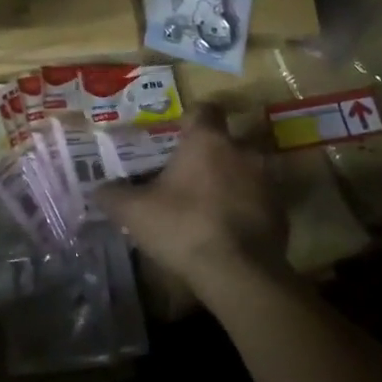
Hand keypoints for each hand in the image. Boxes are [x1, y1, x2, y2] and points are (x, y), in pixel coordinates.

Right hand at [92, 104, 286, 303]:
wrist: (239, 272)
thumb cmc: (183, 227)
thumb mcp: (135, 212)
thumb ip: (114, 195)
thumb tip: (98, 189)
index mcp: (207, 140)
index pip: (204, 109)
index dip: (192, 118)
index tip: (180, 133)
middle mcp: (242, 150)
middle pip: (230, 139)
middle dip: (215, 151)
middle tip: (194, 171)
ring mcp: (267, 180)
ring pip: (250, 168)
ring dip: (235, 179)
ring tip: (214, 200)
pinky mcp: (282, 211)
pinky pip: (262, 199)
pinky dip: (249, 207)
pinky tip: (232, 227)